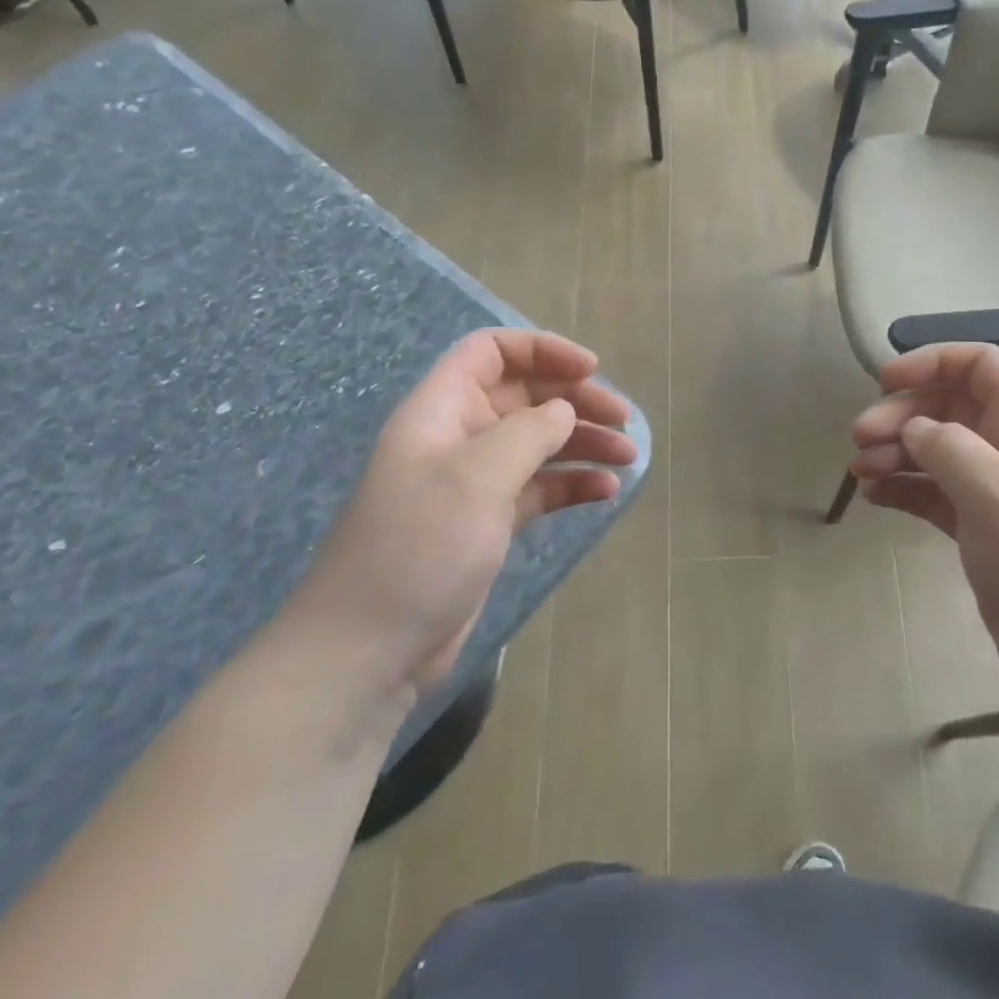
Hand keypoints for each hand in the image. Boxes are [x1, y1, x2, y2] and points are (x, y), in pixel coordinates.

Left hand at [286, 329, 635, 701]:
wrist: (370, 649)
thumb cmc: (419, 547)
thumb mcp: (476, 477)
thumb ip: (529, 432)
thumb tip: (564, 410)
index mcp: (442, 410)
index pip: (491, 352)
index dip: (542, 349)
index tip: (591, 369)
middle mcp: (458, 437)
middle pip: (525, 396)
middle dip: (576, 400)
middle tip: (623, 421)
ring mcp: (474, 483)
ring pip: (538, 443)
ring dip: (583, 443)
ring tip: (628, 457)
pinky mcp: (489, 523)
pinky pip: (539, 488)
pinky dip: (572, 484)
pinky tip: (606, 493)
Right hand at [849, 344, 998, 712]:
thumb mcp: (997, 491)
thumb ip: (949, 447)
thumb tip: (914, 429)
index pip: (983, 367)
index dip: (935, 361)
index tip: (887, 380)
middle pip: (950, 409)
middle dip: (902, 414)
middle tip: (859, 438)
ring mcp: (996, 495)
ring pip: (937, 453)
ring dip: (895, 452)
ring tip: (858, 471)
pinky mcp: (980, 533)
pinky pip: (933, 495)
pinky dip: (903, 489)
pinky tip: (873, 497)